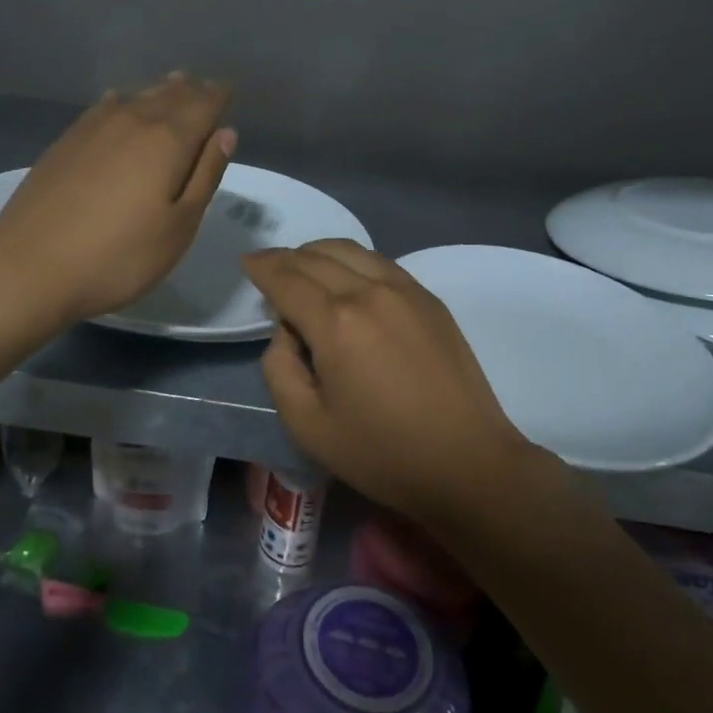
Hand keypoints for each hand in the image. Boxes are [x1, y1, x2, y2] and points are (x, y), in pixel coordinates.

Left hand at [0, 75, 236, 324]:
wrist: (28, 267)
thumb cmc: (118, 256)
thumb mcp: (178, 227)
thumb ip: (205, 176)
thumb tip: (225, 133)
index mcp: (168, 140)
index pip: (202, 105)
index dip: (218, 97)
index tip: (229, 92)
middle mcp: (132, 121)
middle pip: (169, 96)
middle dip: (190, 91)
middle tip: (204, 88)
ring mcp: (93, 128)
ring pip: (136, 98)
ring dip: (159, 92)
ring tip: (173, 85)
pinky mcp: (65, 142)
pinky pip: (105, 107)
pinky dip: (123, 101)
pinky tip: (119, 102)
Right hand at [241, 239, 538, 526]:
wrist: (467, 462)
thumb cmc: (381, 452)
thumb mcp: (306, 424)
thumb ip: (279, 367)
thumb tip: (286, 331)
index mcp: (335, 322)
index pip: (286, 278)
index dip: (261, 267)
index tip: (246, 262)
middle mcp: (369, 291)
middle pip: (315, 257)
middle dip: (284, 258)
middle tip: (268, 268)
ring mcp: (404, 290)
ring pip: (349, 250)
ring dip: (317, 253)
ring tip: (302, 268)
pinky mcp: (429, 299)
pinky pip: (379, 262)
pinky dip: (351, 260)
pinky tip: (346, 279)